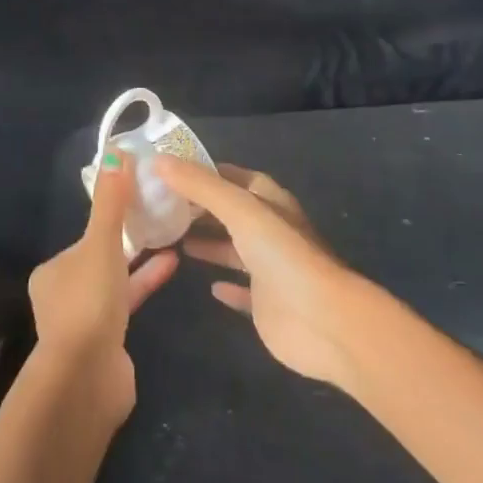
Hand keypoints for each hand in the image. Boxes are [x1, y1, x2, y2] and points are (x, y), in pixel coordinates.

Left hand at [27, 150, 178, 423]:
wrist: (88, 378)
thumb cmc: (89, 302)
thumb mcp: (100, 243)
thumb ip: (111, 202)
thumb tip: (116, 151)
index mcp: (52, 271)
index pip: (85, 239)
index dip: (111, 220)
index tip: (138, 203)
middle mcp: (62, 294)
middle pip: (100, 259)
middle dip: (128, 242)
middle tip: (160, 220)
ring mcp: (84, 322)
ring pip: (115, 283)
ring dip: (141, 264)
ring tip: (174, 242)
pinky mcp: (107, 343)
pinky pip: (128, 305)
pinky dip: (146, 285)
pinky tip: (171, 270)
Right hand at [156, 159, 365, 386]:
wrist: (324, 322)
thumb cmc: (283, 255)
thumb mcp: (240, 210)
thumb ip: (200, 186)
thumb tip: (158, 160)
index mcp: (270, 203)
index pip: (236, 178)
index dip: (206, 172)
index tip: (171, 170)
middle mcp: (271, 232)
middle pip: (232, 213)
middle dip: (201, 208)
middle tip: (161, 206)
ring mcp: (271, 270)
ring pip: (234, 250)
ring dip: (209, 244)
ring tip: (171, 239)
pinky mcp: (267, 305)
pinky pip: (243, 291)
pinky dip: (226, 286)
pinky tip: (207, 286)